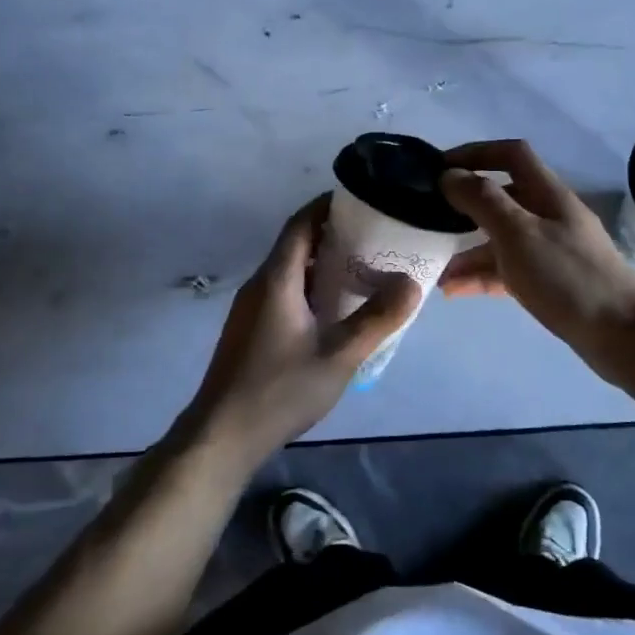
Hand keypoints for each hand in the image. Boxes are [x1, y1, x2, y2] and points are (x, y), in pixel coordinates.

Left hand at [185, 196, 421, 465]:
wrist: (223, 435)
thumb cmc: (280, 389)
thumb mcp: (339, 355)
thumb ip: (376, 318)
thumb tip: (411, 283)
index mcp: (277, 279)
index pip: (301, 223)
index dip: (327, 206)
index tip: (360, 200)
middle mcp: (260, 284)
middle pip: (295, 244)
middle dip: (332, 234)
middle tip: (373, 237)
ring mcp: (251, 307)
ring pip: (289, 270)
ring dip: (321, 263)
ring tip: (361, 269)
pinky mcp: (250, 329)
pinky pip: (283, 292)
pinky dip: (310, 286)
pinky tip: (334, 310)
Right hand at [439, 140, 634, 358]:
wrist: (622, 336)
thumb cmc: (568, 277)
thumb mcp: (518, 233)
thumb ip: (482, 200)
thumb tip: (449, 175)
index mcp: (548, 194)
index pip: (511, 155)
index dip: (476, 153)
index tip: (440, 168)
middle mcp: (550, 216)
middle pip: (502, 198)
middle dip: (465, 206)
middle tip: (430, 218)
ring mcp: (551, 250)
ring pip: (501, 239)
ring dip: (468, 250)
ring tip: (435, 268)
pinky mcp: (551, 281)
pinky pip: (508, 270)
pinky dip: (482, 276)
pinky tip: (454, 290)